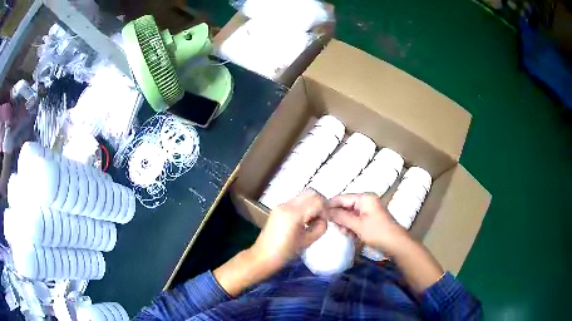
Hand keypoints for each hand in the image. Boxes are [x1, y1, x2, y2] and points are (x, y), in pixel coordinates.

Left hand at [249, 190, 327, 272]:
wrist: (263, 256)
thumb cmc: (285, 252)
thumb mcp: (308, 241)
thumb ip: (320, 227)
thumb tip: (324, 218)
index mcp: (294, 213)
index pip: (317, 201)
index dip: (326, 208)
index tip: (329, 219)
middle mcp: (286, 204)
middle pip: (310, 192)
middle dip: (320, 202)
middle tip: (323, 217)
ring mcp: (281, 205)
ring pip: (303, 195)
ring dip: (312, 203)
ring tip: (313, 220)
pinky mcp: (278, 208)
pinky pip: (296, 201)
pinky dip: (304, 206)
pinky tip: (305, 220)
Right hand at [328, 193, 409, 254]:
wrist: (396, 244)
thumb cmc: (377, 232)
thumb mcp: (357, 225)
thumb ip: (340, 216)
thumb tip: (324, 210)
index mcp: (364, 198)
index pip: (341, 198)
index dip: (330, 206)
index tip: (319, 214)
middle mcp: (366, 201)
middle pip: (345, 206)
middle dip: (339, 217)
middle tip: (336, 228)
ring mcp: (368, 210)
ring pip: (349, 214)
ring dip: (345, 224)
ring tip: (346, 233)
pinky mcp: (369, 219)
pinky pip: (355, 220)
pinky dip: (352, 227)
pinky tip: (351, 235)